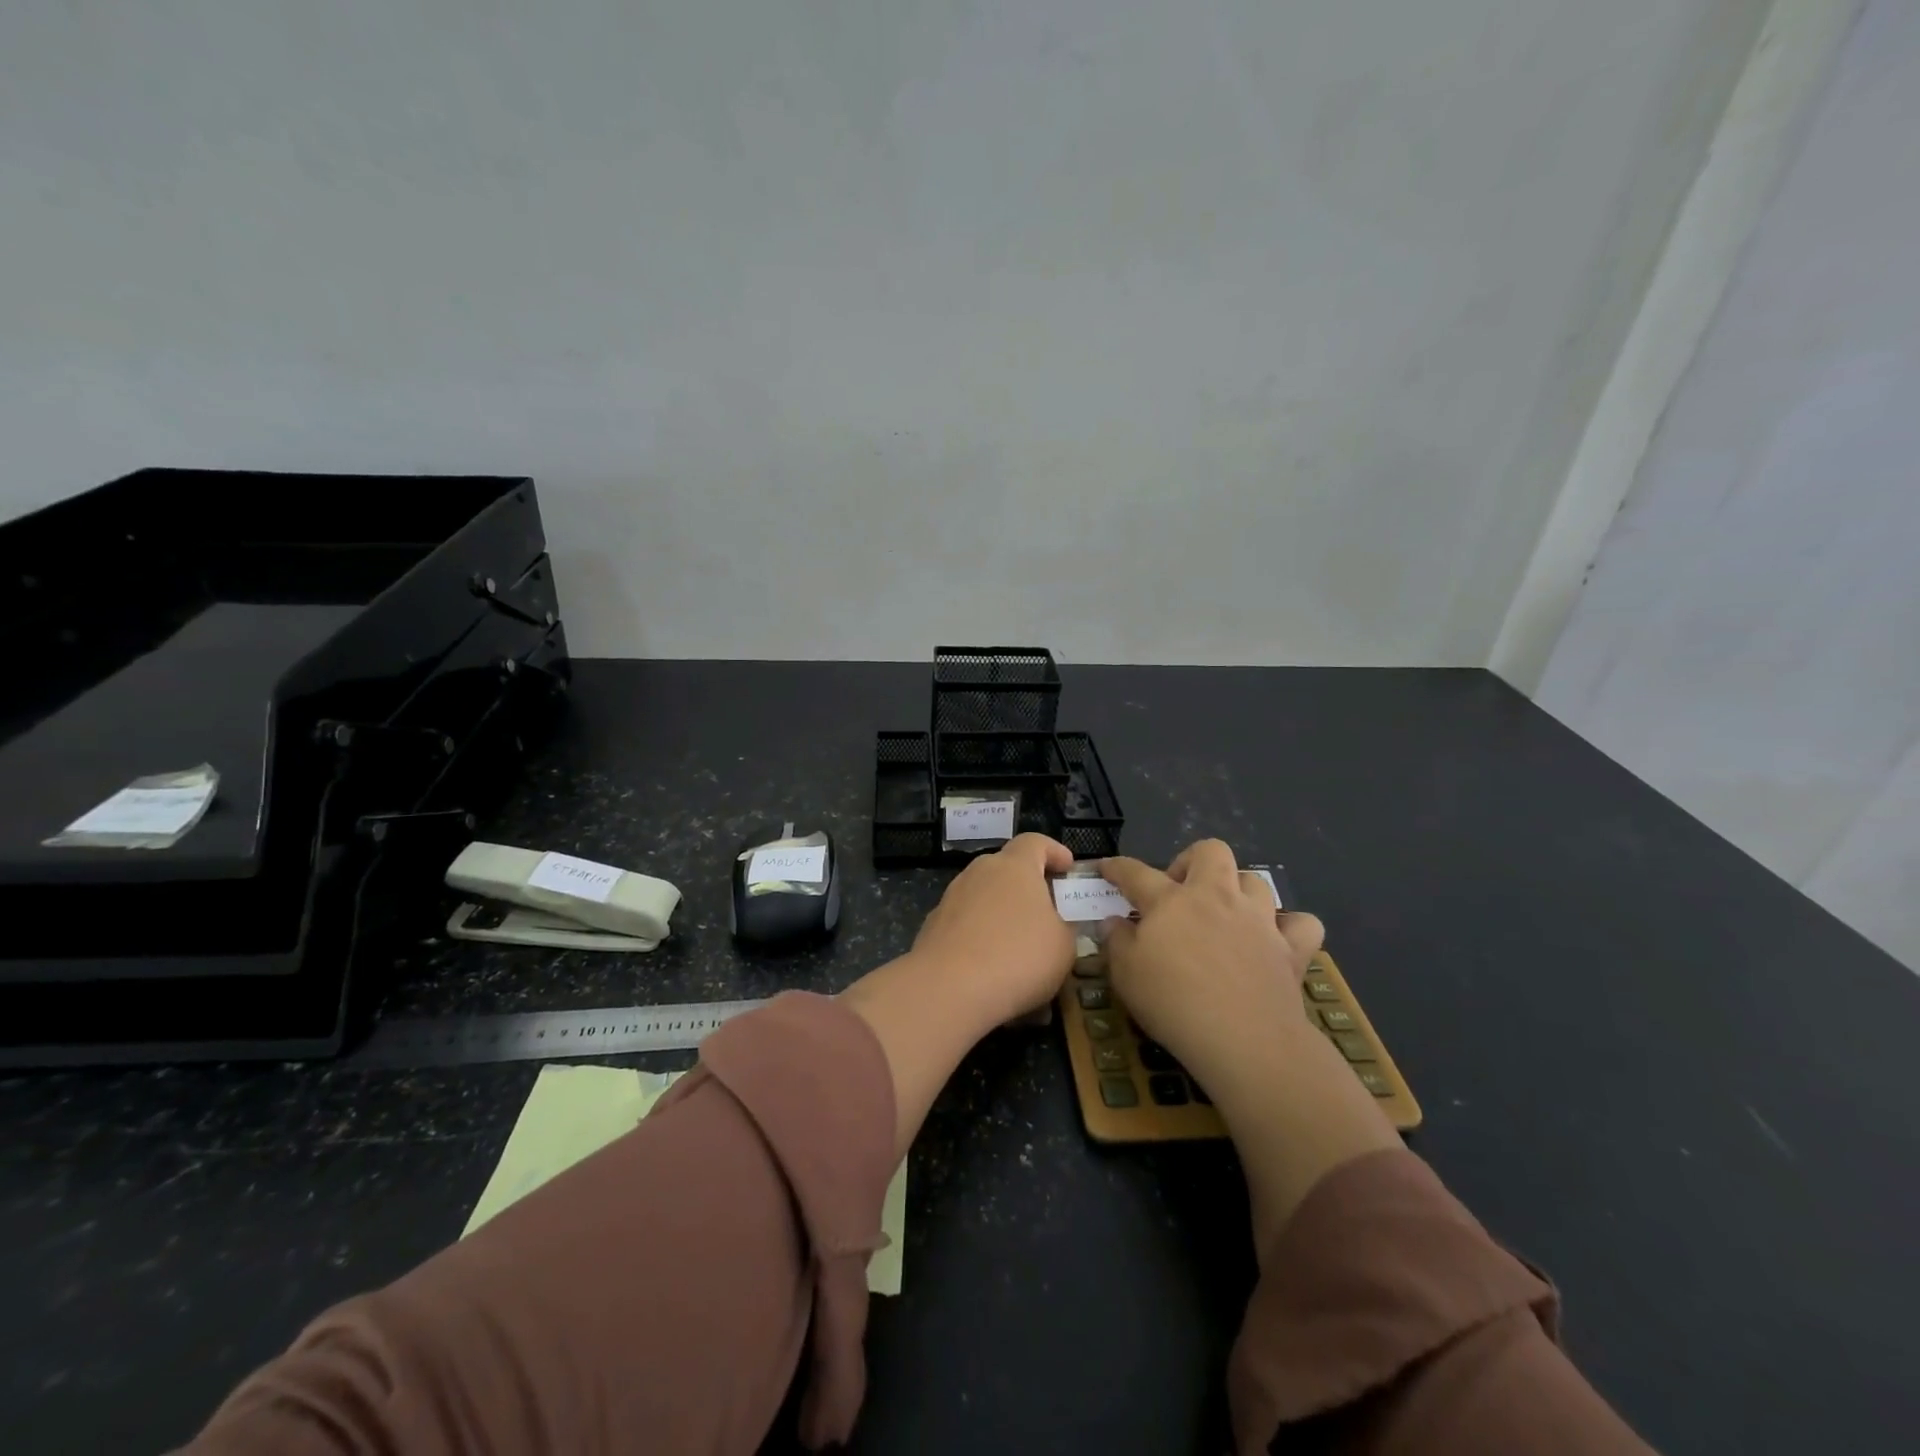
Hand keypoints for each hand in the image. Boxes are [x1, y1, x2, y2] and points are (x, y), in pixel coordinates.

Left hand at [912, 832, 1077, 1027]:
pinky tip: (993, 972)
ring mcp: (951, 899)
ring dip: (1003, 916)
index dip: (1054, 851)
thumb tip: (1055, 924)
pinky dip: (981, 941)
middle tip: (1047, 912)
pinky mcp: (933, 928)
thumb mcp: (1063, 945)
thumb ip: (1064, 926)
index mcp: (1014, 866)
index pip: (1035, 842)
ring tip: (1020, 950)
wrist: (949, 989)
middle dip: (1026, 887)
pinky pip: (966, 927)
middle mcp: (979, 873)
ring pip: (984, 899)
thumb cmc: (1018, 956)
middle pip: (1006, 869)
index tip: (1068, 867)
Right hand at [1100, 840, 1325, 1094]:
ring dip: (1238, 890)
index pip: (1136, 872)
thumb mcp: (1126, 976)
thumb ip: (1116, 942)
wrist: (1244, 1040)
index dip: (1117, 867)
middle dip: (1192, 861)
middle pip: (1210, 852)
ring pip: (1254, 880)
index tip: (1106, 868)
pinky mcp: (1290, 948)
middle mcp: (1216, 897)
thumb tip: (1113, 922)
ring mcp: (1258, 920)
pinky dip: (1290, 926)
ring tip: (1225, 914)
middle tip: (1179, 891)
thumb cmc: (1173, 1003)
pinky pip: (1302, 923)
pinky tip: (1276, 939)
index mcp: (1171, 901)